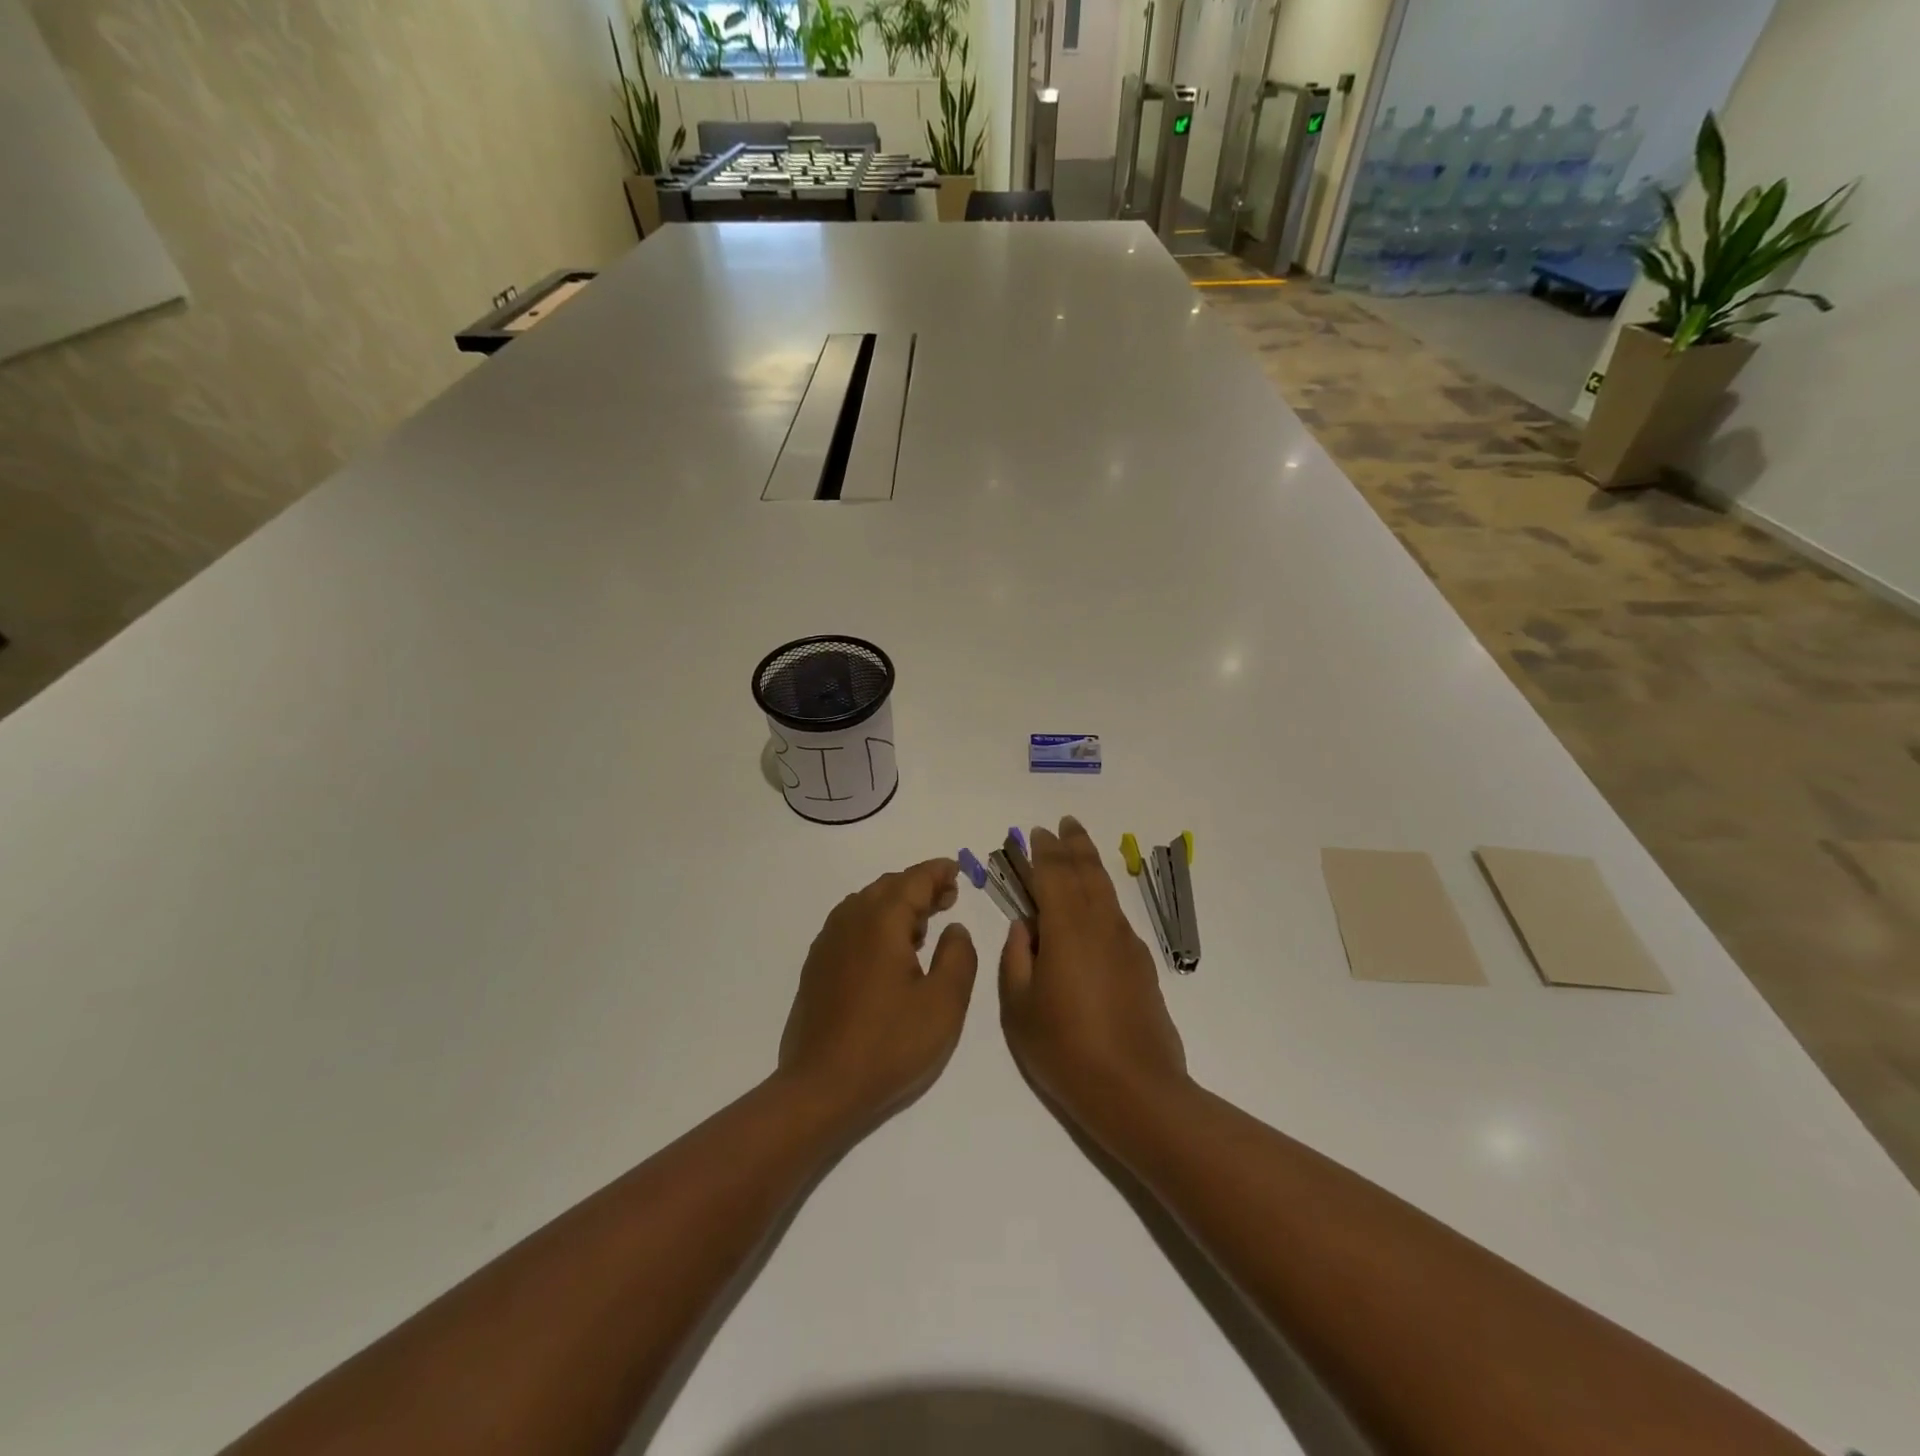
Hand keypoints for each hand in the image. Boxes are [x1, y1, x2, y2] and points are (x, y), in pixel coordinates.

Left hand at [778, 859, 978, 1135]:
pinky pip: (851, 924)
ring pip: (867, 903)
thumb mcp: (944, 1003)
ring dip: (896, 904)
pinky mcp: (817, 965)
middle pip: (888, 886)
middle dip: (919, 886)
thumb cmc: (890, 1044)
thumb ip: (958, 956)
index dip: (938, 872)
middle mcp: (851, 920)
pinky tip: (888, 951)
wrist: (821, 1086)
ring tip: (922, 925)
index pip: (914, 880)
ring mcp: (829, 942)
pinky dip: (875, 922)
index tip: (957, 871)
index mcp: (882, 920)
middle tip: (948, 898)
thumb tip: (954, 928)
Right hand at [999, 817, 1188, 1143]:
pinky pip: (1116, 916)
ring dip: (1091, 864)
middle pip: (1087, 872)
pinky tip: (1095, 907)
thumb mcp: (1019, 1006)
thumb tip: (1025, 927)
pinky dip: (1102, 897)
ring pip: (1106, 890)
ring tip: (1080, 848)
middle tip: (1065, 823)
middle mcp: (1101, 925)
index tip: (1036, 832)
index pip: (1054, 875)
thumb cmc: (1065, 1048)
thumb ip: (1016, 958)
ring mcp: (1126, 944)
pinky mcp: (1141, 965)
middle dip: (1073, 845)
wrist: (1135, 1090)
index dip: (1043, 851)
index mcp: (1067, 928)